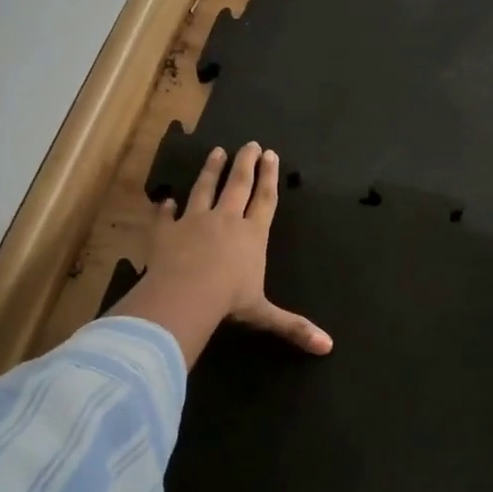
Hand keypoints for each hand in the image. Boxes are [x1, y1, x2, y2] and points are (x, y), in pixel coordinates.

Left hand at [107, 142, 331, 367]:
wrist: (186, 294)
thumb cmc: (229, 301)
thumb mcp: (263, 314)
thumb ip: (293, 326)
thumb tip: (327, 347)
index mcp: (252, 236)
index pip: (265, 200)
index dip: (269, 177)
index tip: (270, 154)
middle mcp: (226, 220)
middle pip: (238, 184)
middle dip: (245, 163)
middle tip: (250, 144)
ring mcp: (194, 221)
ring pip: (204, 189)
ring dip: (211, 170)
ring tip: (216, 152)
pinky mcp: (167, 230)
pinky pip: (166, 215)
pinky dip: (165, 207)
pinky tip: (165, 200)